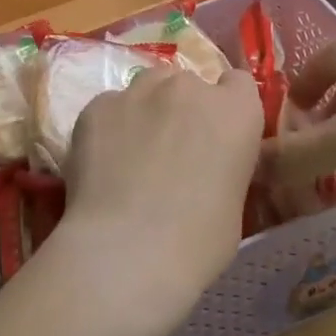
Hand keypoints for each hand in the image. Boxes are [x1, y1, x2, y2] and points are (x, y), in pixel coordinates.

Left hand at [52, 66, 263, 335]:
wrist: (127, 251)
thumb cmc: (197, 242)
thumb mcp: (234, 202)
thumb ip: (223, 164)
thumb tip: (204, 168)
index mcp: (235, 111)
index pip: (238, 84)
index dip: (227, 107)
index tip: (217, 135)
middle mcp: (189, 88)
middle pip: (188, 84)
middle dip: (183, 110)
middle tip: (172, 152)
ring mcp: (138, 92)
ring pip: (147, 88)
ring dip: (146, 111)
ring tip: (133, 156)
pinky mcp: (97, 106)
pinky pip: (109, 108)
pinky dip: (109, 129)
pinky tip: (103, 166)